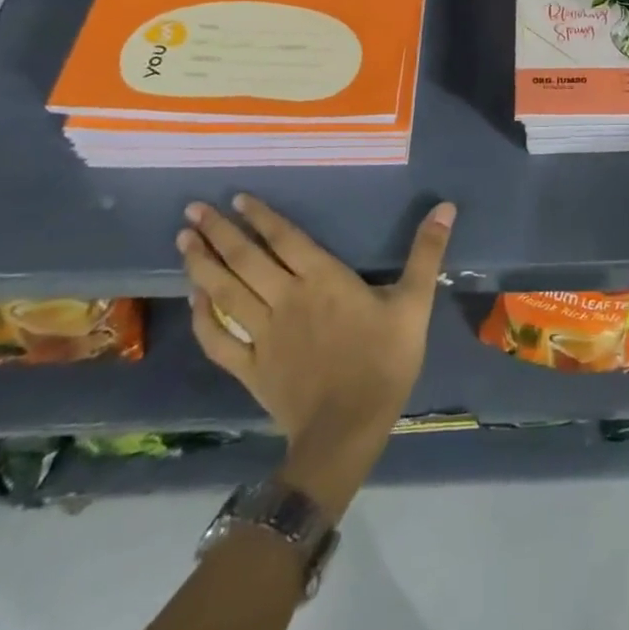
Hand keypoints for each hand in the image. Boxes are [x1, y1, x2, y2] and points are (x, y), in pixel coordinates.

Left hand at [178, 194, 454, 512]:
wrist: (348, 431)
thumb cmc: (384, 361)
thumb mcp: (415, 303)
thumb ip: (427, 253)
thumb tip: (445, 206)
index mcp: (323, 280)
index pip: (286, 239)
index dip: (261, 216)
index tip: (236, 197)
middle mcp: (287, 299)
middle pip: (246, 260)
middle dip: (218, 232)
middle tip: (192, 209)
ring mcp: (264, 335)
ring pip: (226, 293)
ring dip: (202, 265)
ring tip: (183, 240)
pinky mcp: (251, 368)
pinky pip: (220, 340)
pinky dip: (203, 318)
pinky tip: (194, 300)